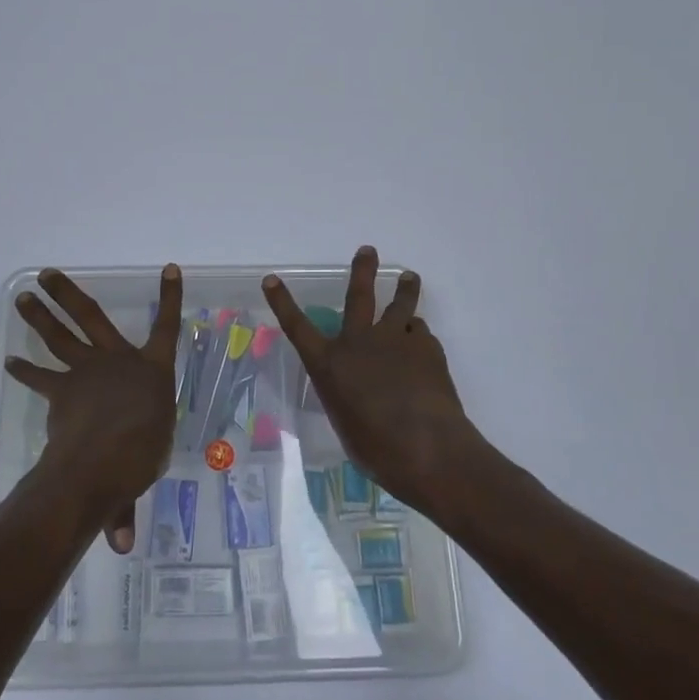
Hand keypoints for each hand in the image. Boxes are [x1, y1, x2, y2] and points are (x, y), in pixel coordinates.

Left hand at [4, 264, 181, 552]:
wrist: (101, 459)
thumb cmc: (141, 456)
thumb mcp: (144, 470)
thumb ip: (126, 499)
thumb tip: (120, 545)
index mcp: (152, 370)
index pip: (168, 327)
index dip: (171, 298)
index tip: (170, 269)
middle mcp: (119, 360)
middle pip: (91, 317)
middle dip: (70, 294)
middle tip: (48, 272)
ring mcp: (87, 371)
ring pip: (60, 336)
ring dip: (40, 315)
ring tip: (23, 296)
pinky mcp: (61, 389)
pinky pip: (41, 376)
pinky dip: (25, 369)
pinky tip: (10, 361)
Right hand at [263, 246, 491, 517]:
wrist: (427, 447)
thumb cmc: (376, 449)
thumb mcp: (346, 423)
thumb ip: (348, 398)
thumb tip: (359, 391)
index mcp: (330, 365)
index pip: (297, 327)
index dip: (281, 302)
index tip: (271, 279)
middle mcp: (359, 342)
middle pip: (358, 296)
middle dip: (361, 270)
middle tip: (367, 250)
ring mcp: (395, 340)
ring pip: (400, 305)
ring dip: (404, 289)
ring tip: (409, 277)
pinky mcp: (427, 348)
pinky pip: (420, 334)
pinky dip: (418, 338)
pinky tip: (423, 350)